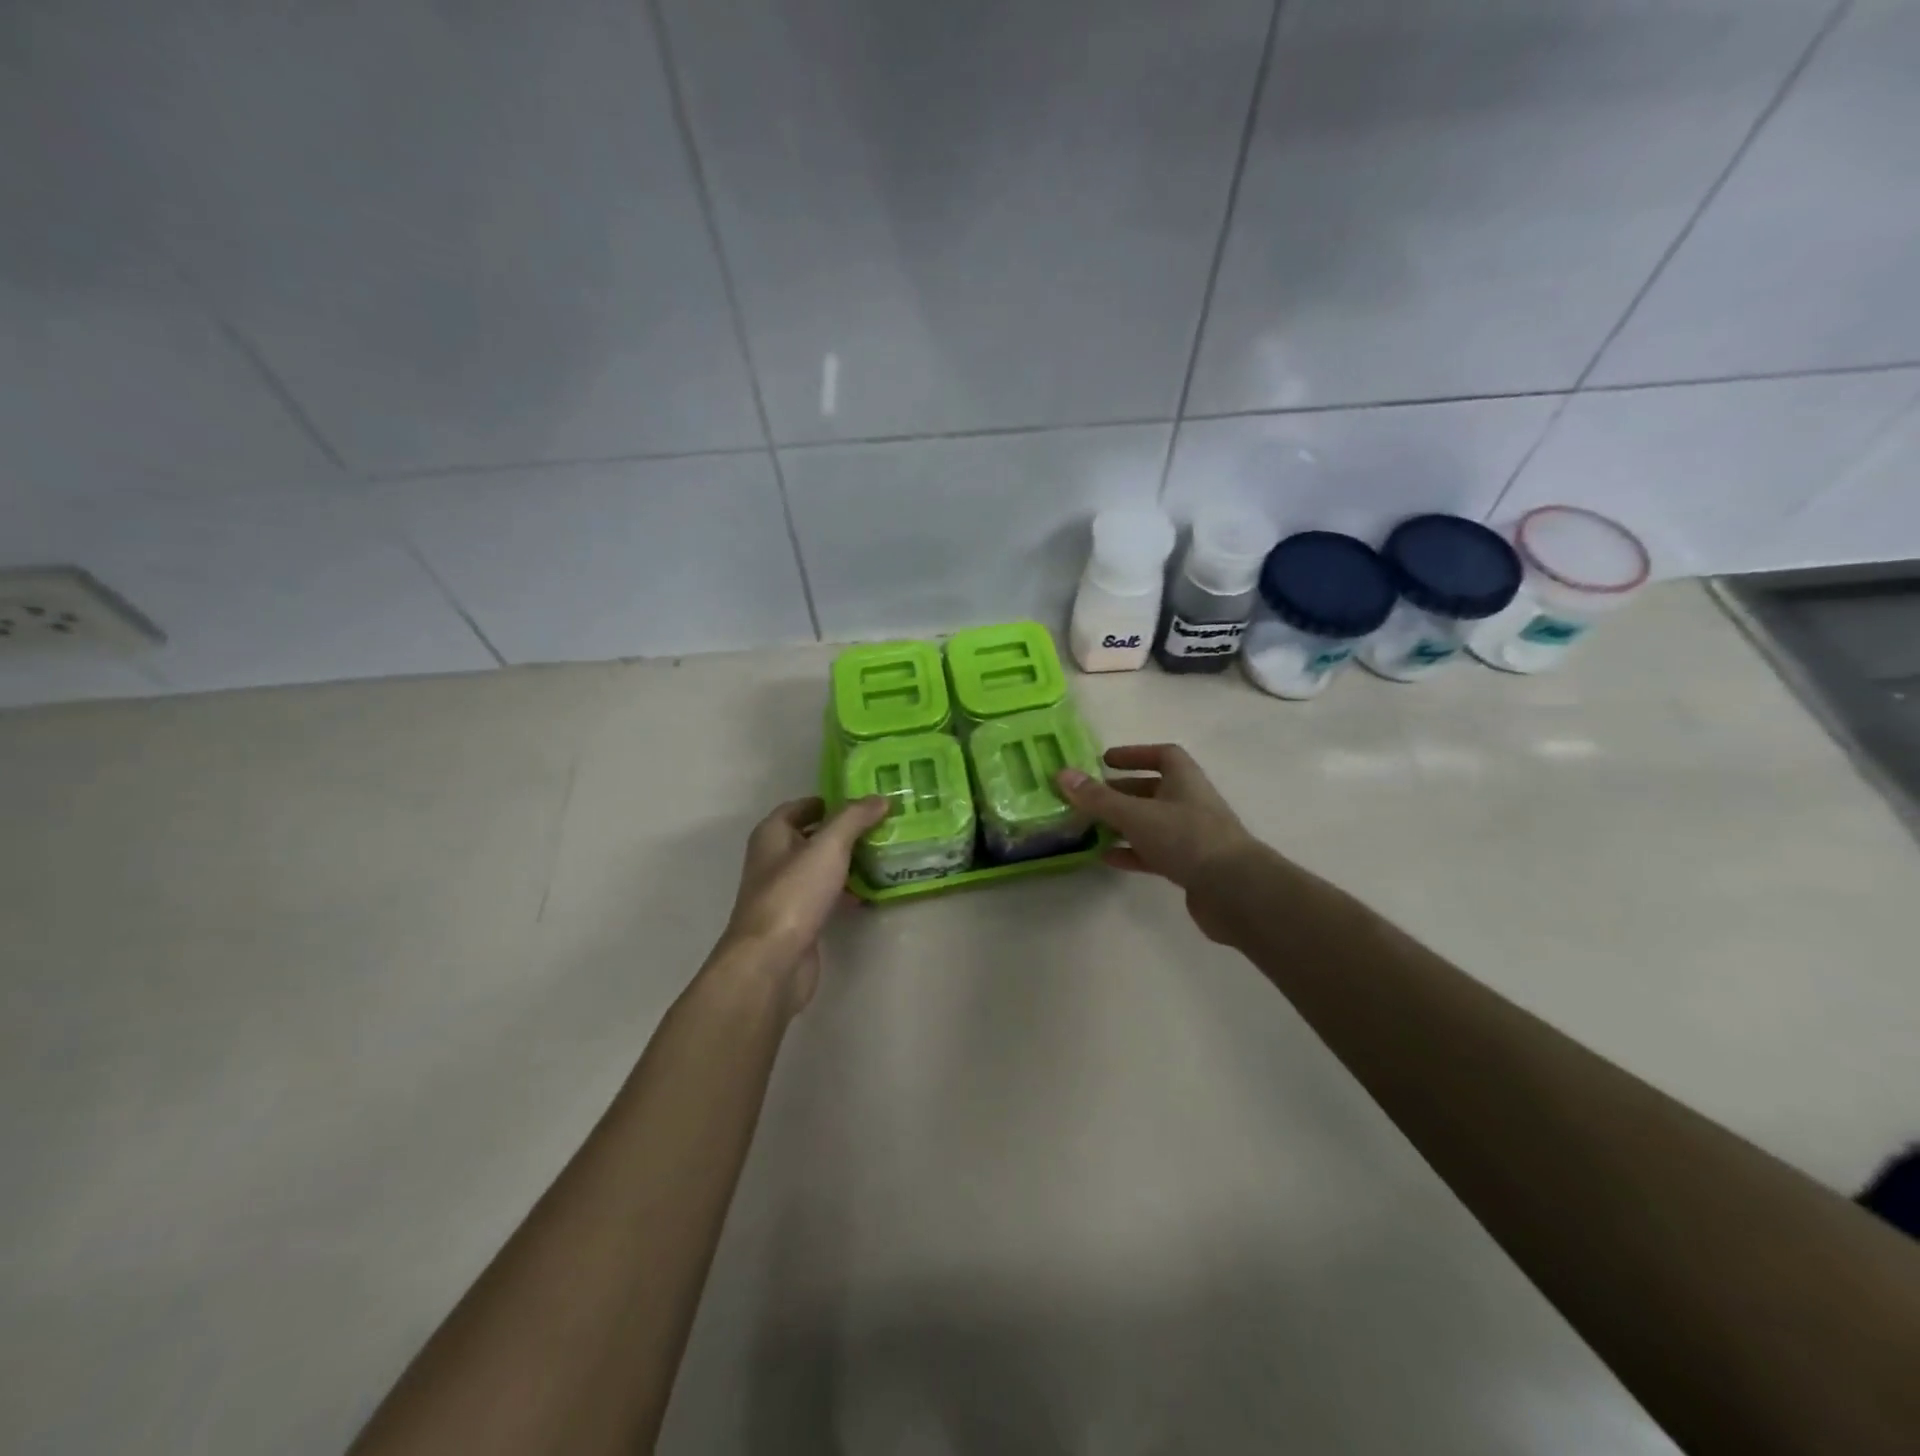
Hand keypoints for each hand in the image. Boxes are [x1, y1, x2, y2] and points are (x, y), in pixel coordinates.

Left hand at [716, 794, 887, 1014]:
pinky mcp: (798, 920)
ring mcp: (786, 892)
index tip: (866, 801)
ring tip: (885, 854)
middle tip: (884, 825)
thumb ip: (853, 819)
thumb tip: (879, 798)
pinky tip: (872, 892)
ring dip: (849, 862)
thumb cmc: (794, 894)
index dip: (831, 801)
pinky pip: (826, 896)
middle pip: (813, 837)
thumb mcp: (828, 847)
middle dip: (846, 831)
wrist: (772, 961)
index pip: (802, 806)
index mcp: (772, 835)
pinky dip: (846, 891)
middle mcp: (774, 859)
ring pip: (821, 868)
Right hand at [1056, 744, 1259, 942]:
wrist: (1234, 891)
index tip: (1105, 760)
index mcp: (1184, 780)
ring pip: (1151, 823)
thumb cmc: (1186, 838)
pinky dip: (1131, 852)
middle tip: (1088, 797)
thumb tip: (1062, 774)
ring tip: (1089, 828)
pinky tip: (1106, 858)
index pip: (1162, 755)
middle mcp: (1189, 803)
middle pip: (1152, 790)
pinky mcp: (1189, 866)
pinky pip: (1154, 853)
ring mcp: (1191, 836)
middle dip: (1121, 792)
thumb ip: (1098, 798)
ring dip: (1122, 824)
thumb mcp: (1135, 815)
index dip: (1134, 754)